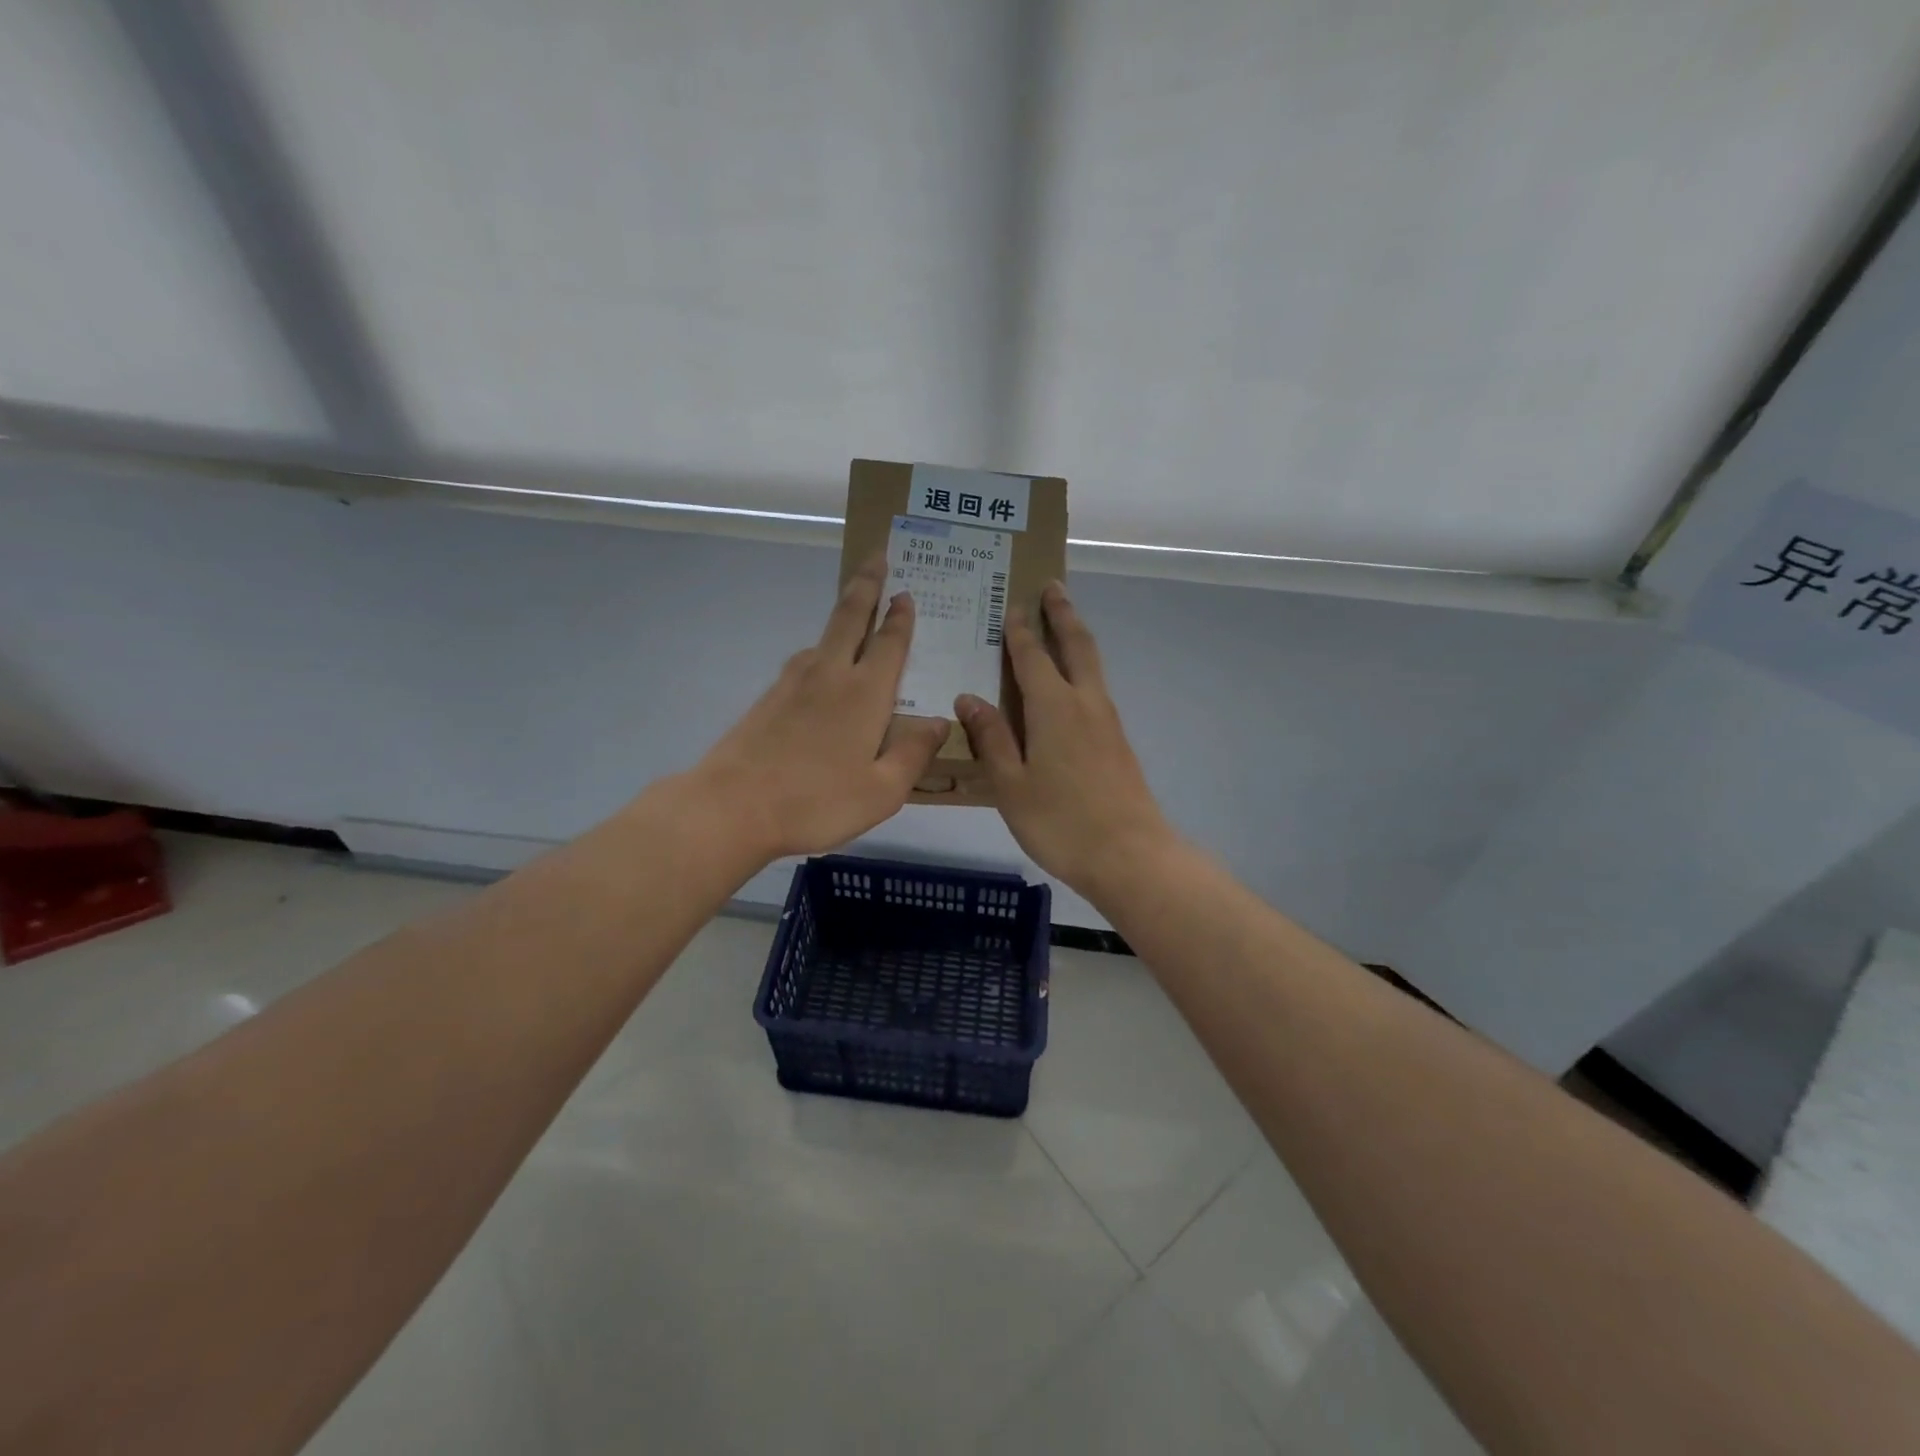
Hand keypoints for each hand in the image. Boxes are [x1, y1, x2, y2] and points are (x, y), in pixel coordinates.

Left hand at [692, 559, 947, 860]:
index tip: (905, 592)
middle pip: (850, 617)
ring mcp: (792, 683)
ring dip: (842, 617)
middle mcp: (830, 675)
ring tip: (856, 614)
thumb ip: (913, 754)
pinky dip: (822, 651)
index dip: (900, 617)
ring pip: (823, 638)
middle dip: (866, 585)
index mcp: (865, 693)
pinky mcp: (768, 699)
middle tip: (877, 557)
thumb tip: (940, 722)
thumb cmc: (816, 802)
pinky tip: (822, 670)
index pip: (889, 643)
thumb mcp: (881, 792)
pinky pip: (805, 662)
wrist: (731, 807)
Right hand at [956, 581, 1176, 896]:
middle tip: (1052, 587)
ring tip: (1063, 623)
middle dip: (1062, 614)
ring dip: (1077, 637)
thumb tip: (969, 698)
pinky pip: (1096, 689)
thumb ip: (991, 739)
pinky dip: (1083, 669)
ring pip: (1092, 665)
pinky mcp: (1118, 742)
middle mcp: (1085, 703)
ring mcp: (1107, 722)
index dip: (1019, 631)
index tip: (1011, 605)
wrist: (1129, 855)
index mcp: (1054, 708)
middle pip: (1076, 646)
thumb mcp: (1012, 785)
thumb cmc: (1061, 822)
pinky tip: (1072, 685)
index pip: (1032, 657)